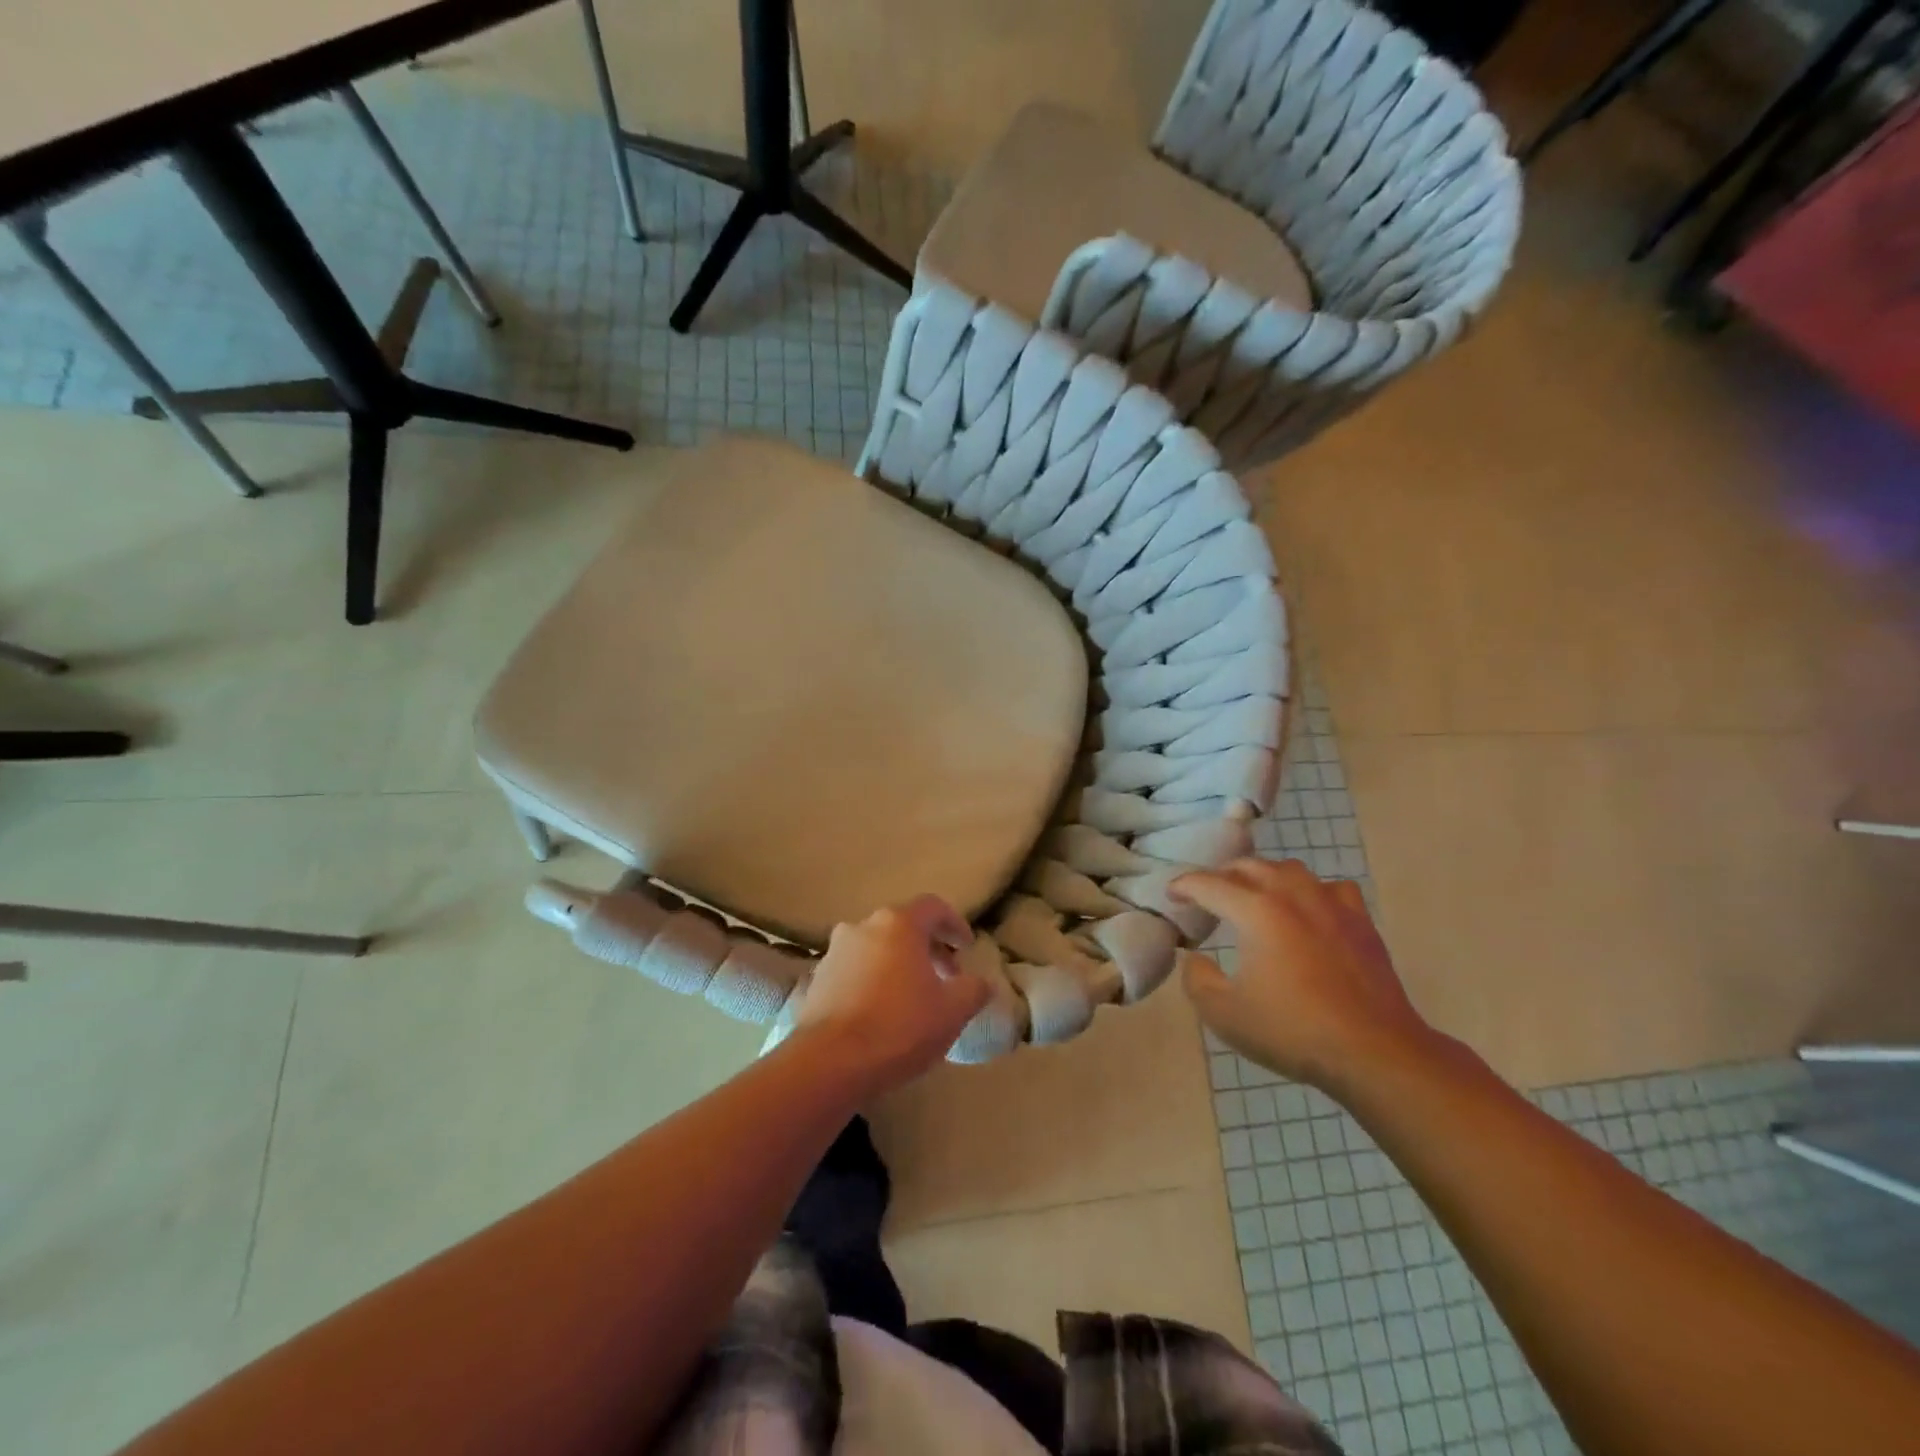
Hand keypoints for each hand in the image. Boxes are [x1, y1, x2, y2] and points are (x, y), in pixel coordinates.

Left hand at [792, 895, 988, 1092]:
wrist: (829, 1063)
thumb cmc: (899, 1026)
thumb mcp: (952, 1011)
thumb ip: (974, 989)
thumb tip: (981, 983)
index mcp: (898, 923)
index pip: (933, 907)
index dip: (955, 924)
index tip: (967, 948)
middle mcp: (863, 926)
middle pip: (903, 926)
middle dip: (928, 948)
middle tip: (946, 978)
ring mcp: (835, 951)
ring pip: (877, 948)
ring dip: (898, 965)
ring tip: (913, 998)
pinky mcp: (817, 979)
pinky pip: (854, 971)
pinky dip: (873, 982)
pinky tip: (881, 1013)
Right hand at [1173, 859, 1436, 1092]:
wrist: (1374, 1051)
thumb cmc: (1292, 1031)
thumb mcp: (1224, 1014)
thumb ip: (1197, 979)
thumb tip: (1196, 958)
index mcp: (1256, 911)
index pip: (1209, 884)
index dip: (1184, 886)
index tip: (1172, 895)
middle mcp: (1291, 895)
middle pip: (1248, 866)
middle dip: (1221, 876)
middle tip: (1208, 895)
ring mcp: (1331, 904)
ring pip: (1289, 869)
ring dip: (1264, 876)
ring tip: (1255, 895)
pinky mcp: (1360, 921)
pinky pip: (1331, 888)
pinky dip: (1311, 891)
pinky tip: (1310, 910)